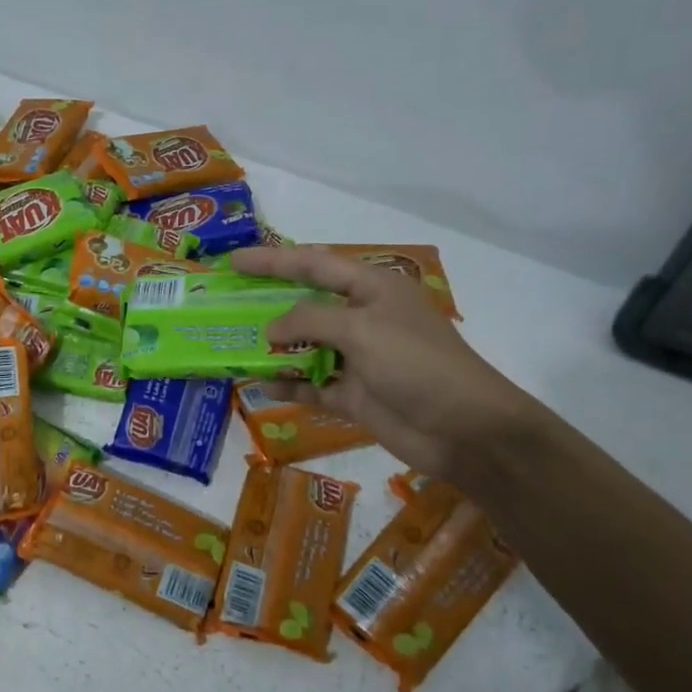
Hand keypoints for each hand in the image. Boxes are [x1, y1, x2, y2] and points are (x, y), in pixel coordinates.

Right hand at [230, 245, 539, 481]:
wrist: (466, 430)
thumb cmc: (417, 364)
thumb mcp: (362, 329)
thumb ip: (310, 320)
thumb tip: (270, 329)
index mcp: (372, 288)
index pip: (314, 264)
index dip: (273, 260)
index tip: (234, 261)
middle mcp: (362, 318)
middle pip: (305, 305)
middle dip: (267, 305)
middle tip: (225, 305)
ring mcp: (358, 358)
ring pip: (305, 347)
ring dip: (273, 349)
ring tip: (232, 346)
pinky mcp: (354, 394)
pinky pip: (312, 385)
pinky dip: (289, 385)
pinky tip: (261, 385)